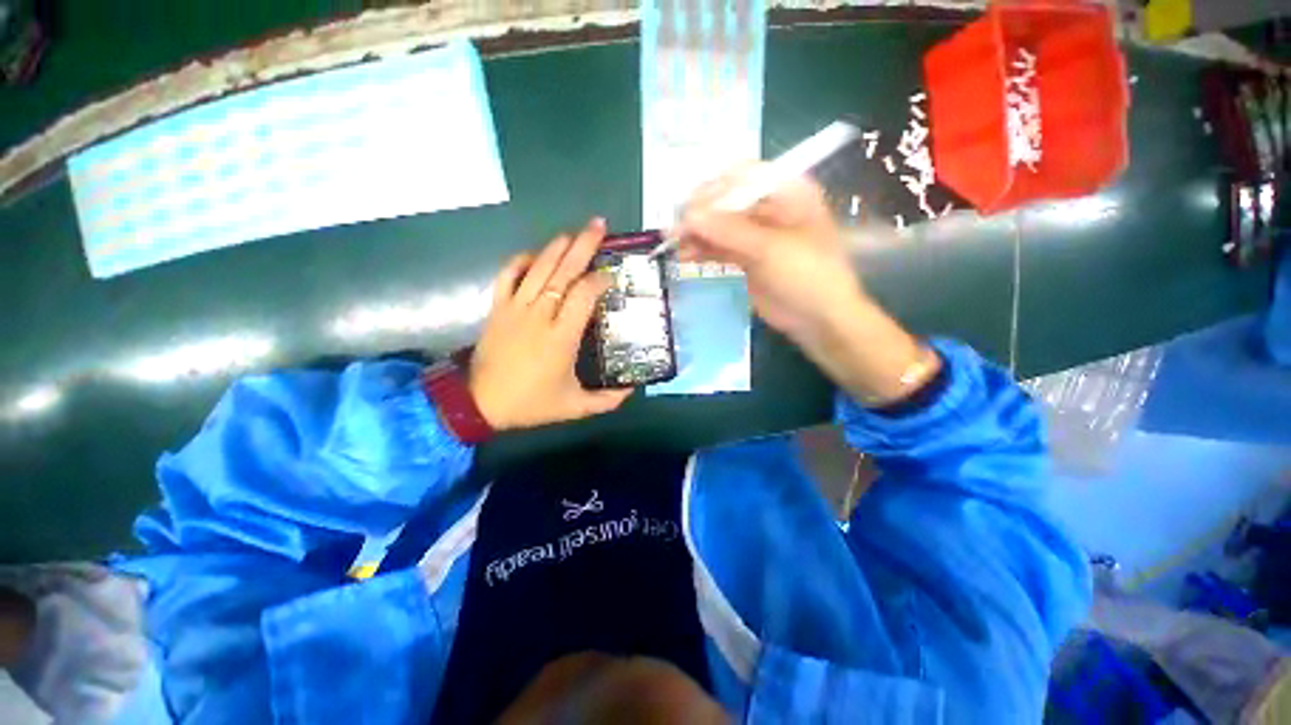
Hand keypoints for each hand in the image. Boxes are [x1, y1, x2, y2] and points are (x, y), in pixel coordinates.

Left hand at [468, 218, 632, 430]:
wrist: (479, 403)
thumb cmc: (531, 403)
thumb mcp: (575, 407)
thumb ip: (608, 400)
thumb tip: (633, 388)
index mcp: (561, 337)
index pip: (584, 295)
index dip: (600, 280)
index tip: (613, 275)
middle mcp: (539, 315)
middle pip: (563, 272)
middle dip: (583, 246)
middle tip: (599, 226)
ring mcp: (515, 308)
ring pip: (538, 268)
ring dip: (557, 246)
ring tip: (574, 232)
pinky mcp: (498, 307)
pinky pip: (508, 275)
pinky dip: (522, 260)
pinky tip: (536, 254)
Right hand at [676, 170, 865, 343]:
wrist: (819, 319)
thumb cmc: (807, 275)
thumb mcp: (770, 249)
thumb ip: (728, 231)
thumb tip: (688, 217)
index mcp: (787, 192)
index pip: (743, 177)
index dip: (713, 190)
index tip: (688, 209)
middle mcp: (771, 208)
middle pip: (727, 202)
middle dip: (700, 215)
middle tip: (674, 231)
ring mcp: (757, 235)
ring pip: (720, 227)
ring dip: (697, 235)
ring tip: (674, 247)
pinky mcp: (747, 258)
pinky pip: (720, 248)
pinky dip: (703, 251)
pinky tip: (685, 257)